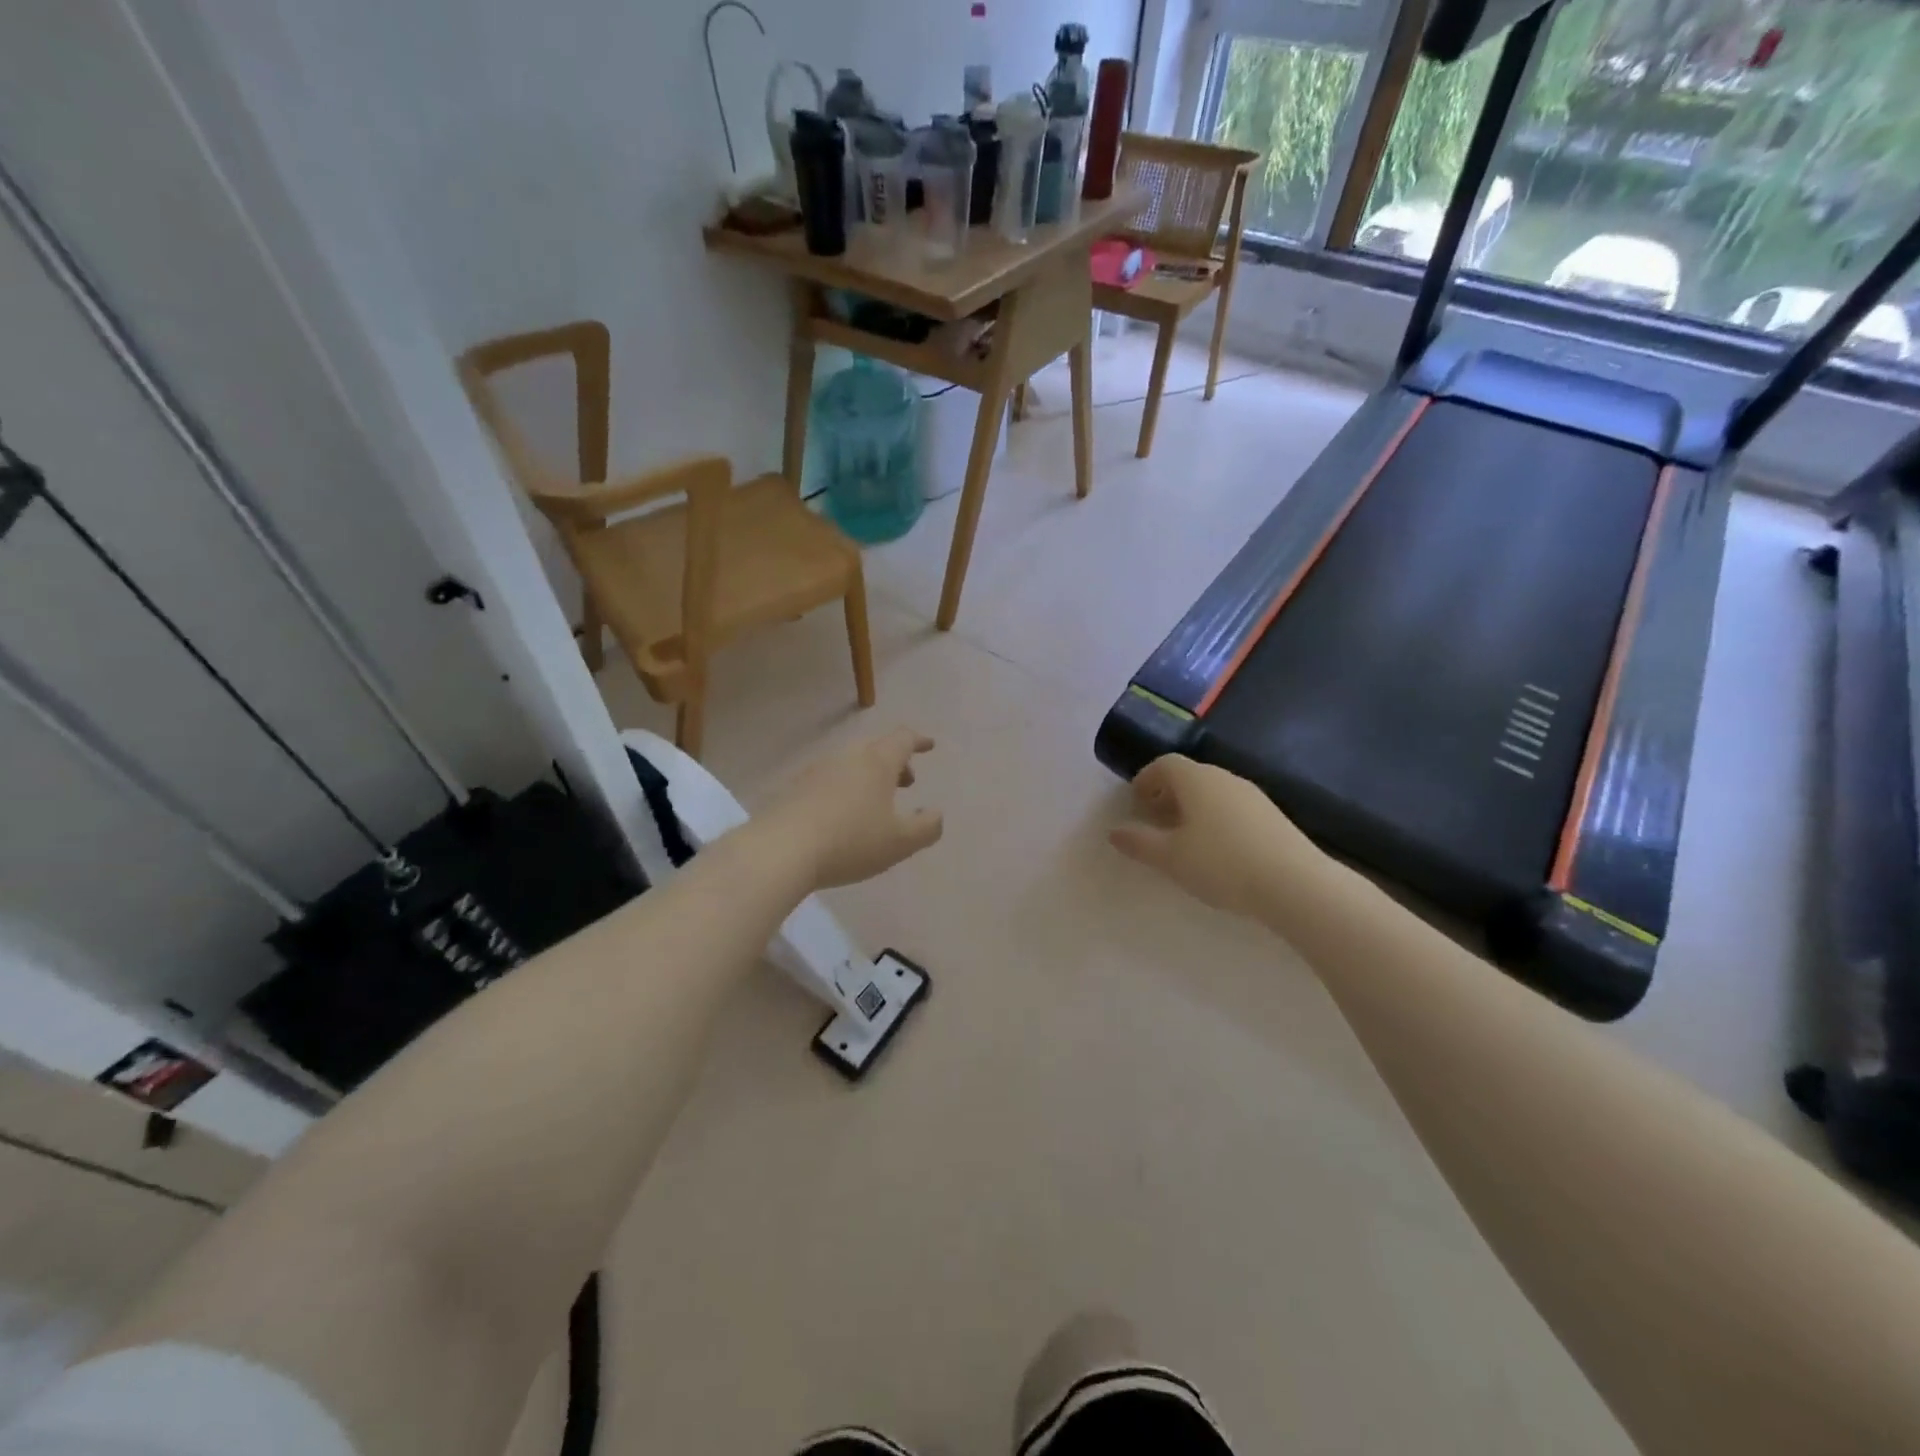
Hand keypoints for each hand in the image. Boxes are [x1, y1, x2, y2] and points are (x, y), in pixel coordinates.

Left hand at [761, 728, 943, 889]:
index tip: (929, 745)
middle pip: (876, 748)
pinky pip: (829, 779)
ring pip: (851, 763)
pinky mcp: (794, 788)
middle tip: (906, 782)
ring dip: (869, 775)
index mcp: (877, 762)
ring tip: (876, 803)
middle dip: (895, 761)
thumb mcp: (900, 842)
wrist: (780, 850)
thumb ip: (926, 827)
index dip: (918, 741)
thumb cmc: (850, 842)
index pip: (902, 739)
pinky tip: (842, 815)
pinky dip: (845, 788)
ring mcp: (817, 770)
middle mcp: (847, 757)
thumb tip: (936, 813)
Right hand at [1109, 755, 1323, 920]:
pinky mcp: (1273, 817)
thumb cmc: (1221, 864)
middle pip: (1189, 776)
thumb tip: (1114, 832)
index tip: (1135, 802)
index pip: (1164, 764)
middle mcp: (1225, 778)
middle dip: (1168, 794)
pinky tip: (1217, 851)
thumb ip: (1139, 842)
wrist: (1296, 884)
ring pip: (1213, 792)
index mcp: (1196, 780)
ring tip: (1184, 840)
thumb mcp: (1170, 857)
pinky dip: (1215, 819)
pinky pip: (1233, 808)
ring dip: (1193, 808)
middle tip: (1155, 821)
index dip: (1146, 779)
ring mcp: (1253, 796)